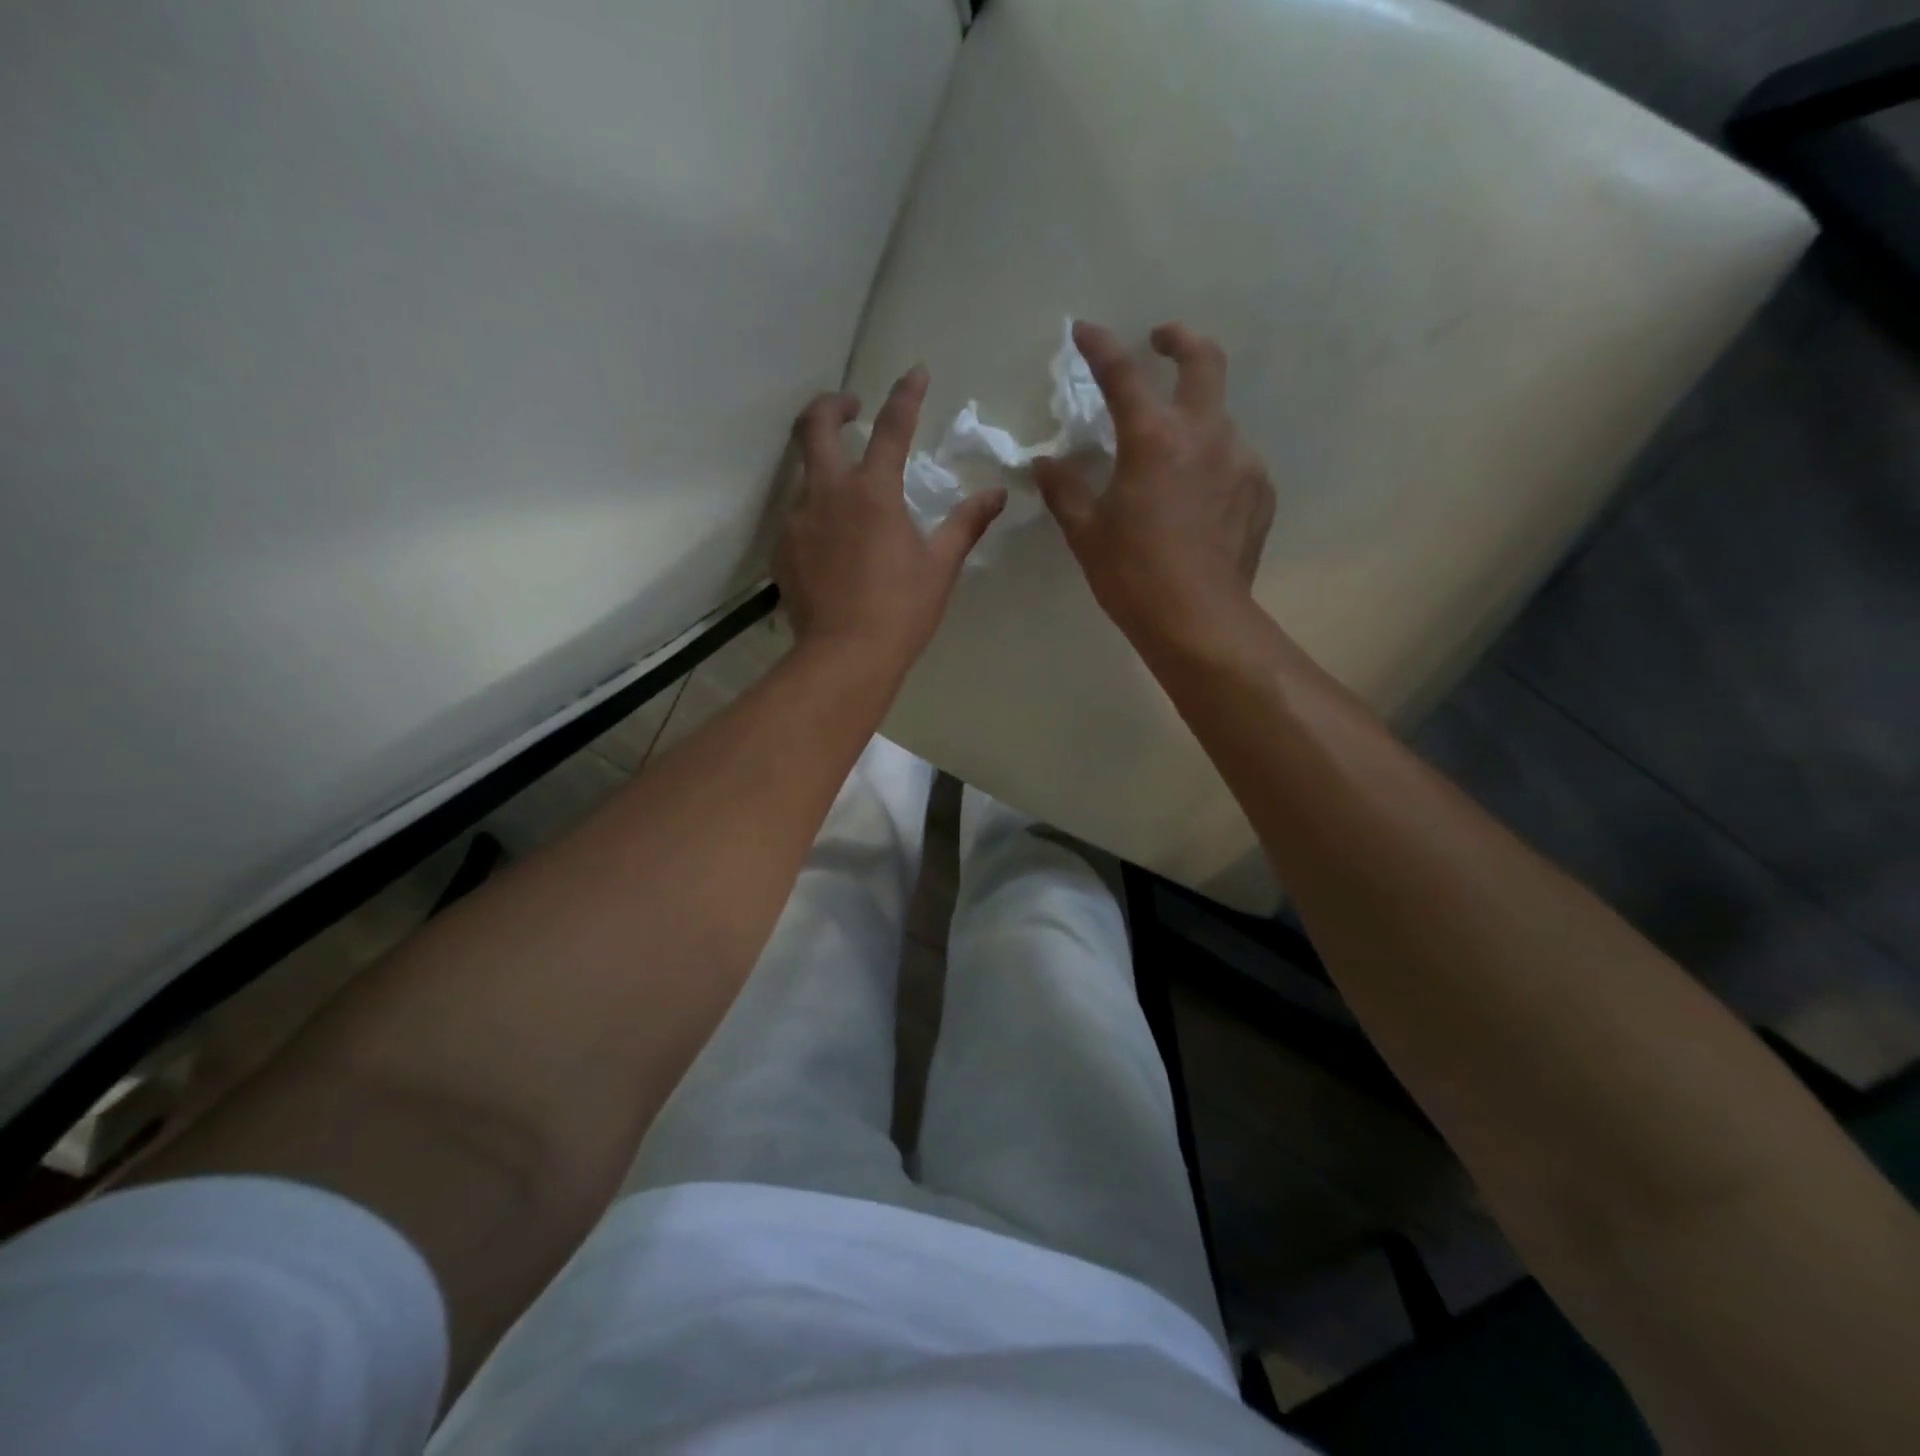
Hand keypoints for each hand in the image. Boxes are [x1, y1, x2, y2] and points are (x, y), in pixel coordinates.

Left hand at [776, 366, 1005, 666]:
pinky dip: (816, 515)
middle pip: (815, 426)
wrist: (845, 657)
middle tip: (849, 407)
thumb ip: (966, 524)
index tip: (916, 372)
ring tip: (846, 493)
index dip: (906, 395)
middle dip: (832, 405)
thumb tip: (995, 494)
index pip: (891, 427)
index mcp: (873, 492)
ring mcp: (798, 520)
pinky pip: (797, 518)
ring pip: (803, 475)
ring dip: (823, 468)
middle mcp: (828, 493)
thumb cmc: (901, 610)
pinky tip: (831, 543)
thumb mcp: (940, 566)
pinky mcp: (783, 550)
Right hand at [1034, 322, 1273, 651]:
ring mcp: (1241, 461)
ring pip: (1221, 418)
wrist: (1198, 620)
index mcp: (1153, 439)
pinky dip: (1214, 464)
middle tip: (1162, 341)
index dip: (1100, 346)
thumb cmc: (1132, 575)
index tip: (1084, 330)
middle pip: (1204, 361)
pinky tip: (1200, 498)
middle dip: (1180, 340)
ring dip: (1196, 420)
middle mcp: (1205, 435)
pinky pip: (1236, 461)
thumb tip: (1045, 463)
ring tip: (1174, 457)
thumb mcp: (1087, 533)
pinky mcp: (1261, 491)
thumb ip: (1065, 490)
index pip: (1122, 375)